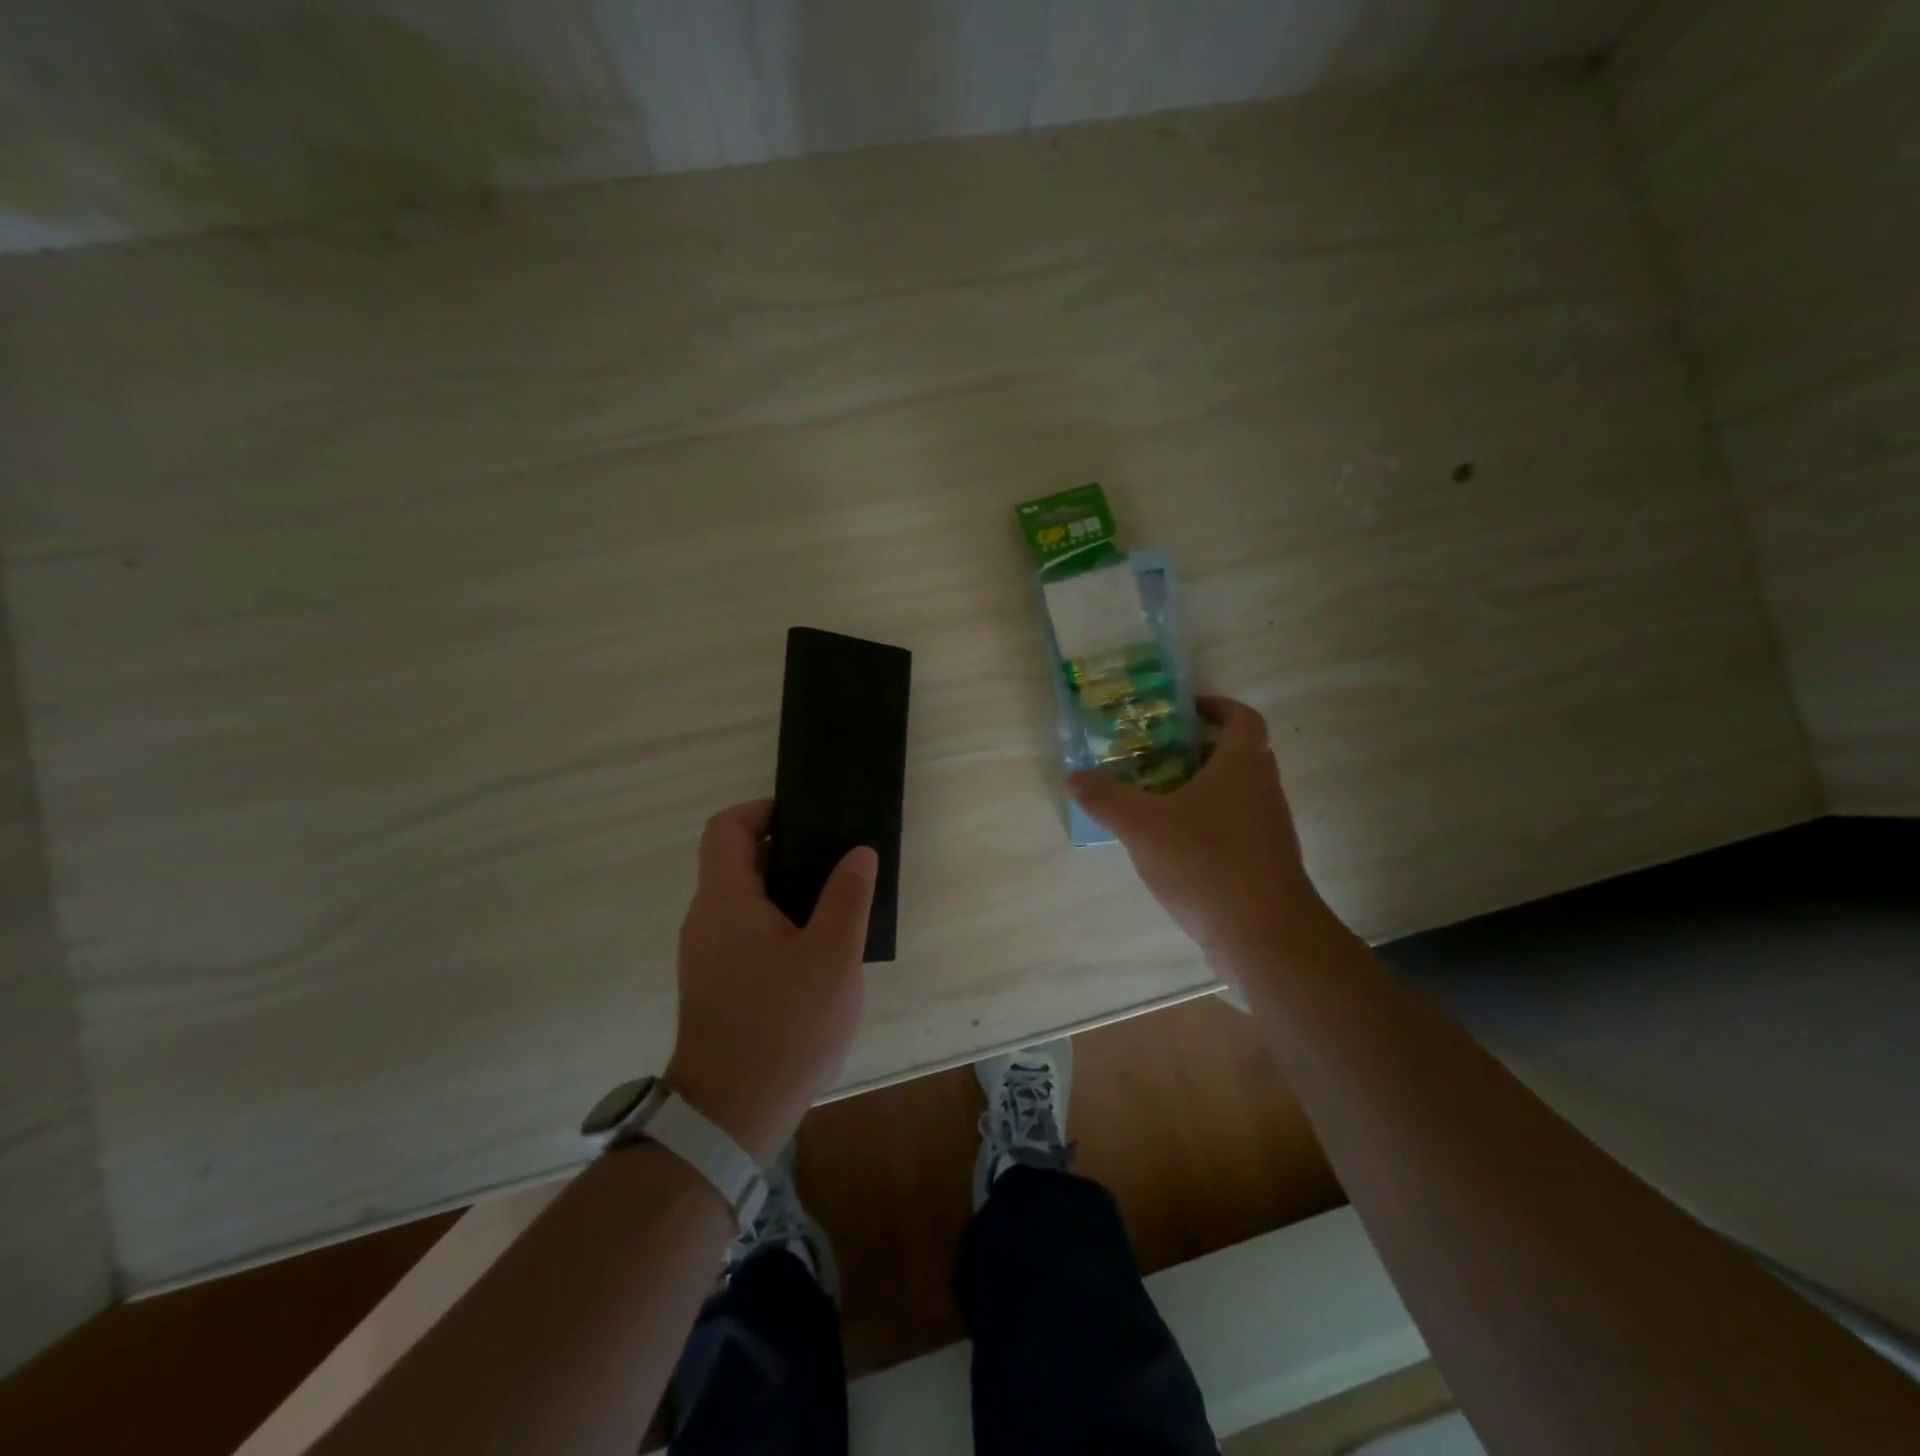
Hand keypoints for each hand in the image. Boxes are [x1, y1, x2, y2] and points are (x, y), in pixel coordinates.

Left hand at [664, 800, 876, 1164]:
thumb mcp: (832, 956)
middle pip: (739, 861)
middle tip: (838, 859)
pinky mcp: (718, 983)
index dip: (763, 810)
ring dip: (788, 891)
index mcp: (726, 900)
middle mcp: (707, 919)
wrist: (732, 1115)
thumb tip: (858, 852)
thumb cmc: (784, 1026)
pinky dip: (780, 923)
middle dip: (788, 851)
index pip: (727, 828)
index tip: (807, 817)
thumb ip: (847, 897)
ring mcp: (708, 954)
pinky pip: (747, 932)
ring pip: (746, 900)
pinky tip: (820, 948)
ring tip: (838, 901)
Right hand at [1069, 696, 1343, 978]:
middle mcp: (1263, 789)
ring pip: (1237, 791)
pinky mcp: (1265, 861)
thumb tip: (1075, 776)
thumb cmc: (1206, 864)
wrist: (1264, 936)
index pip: (1242, 718)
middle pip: (1239, 753)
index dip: (1216, 706)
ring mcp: (1269, 828)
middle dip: (1199, 747)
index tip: (1183, 709)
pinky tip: (1173, 843)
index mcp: (1242, 766)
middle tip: (1157, 752)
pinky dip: (1208, 821)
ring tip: (1156, 796)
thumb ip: (1106, 799)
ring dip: (1202, 786)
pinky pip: (1236, 824)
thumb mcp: (1142, 827)